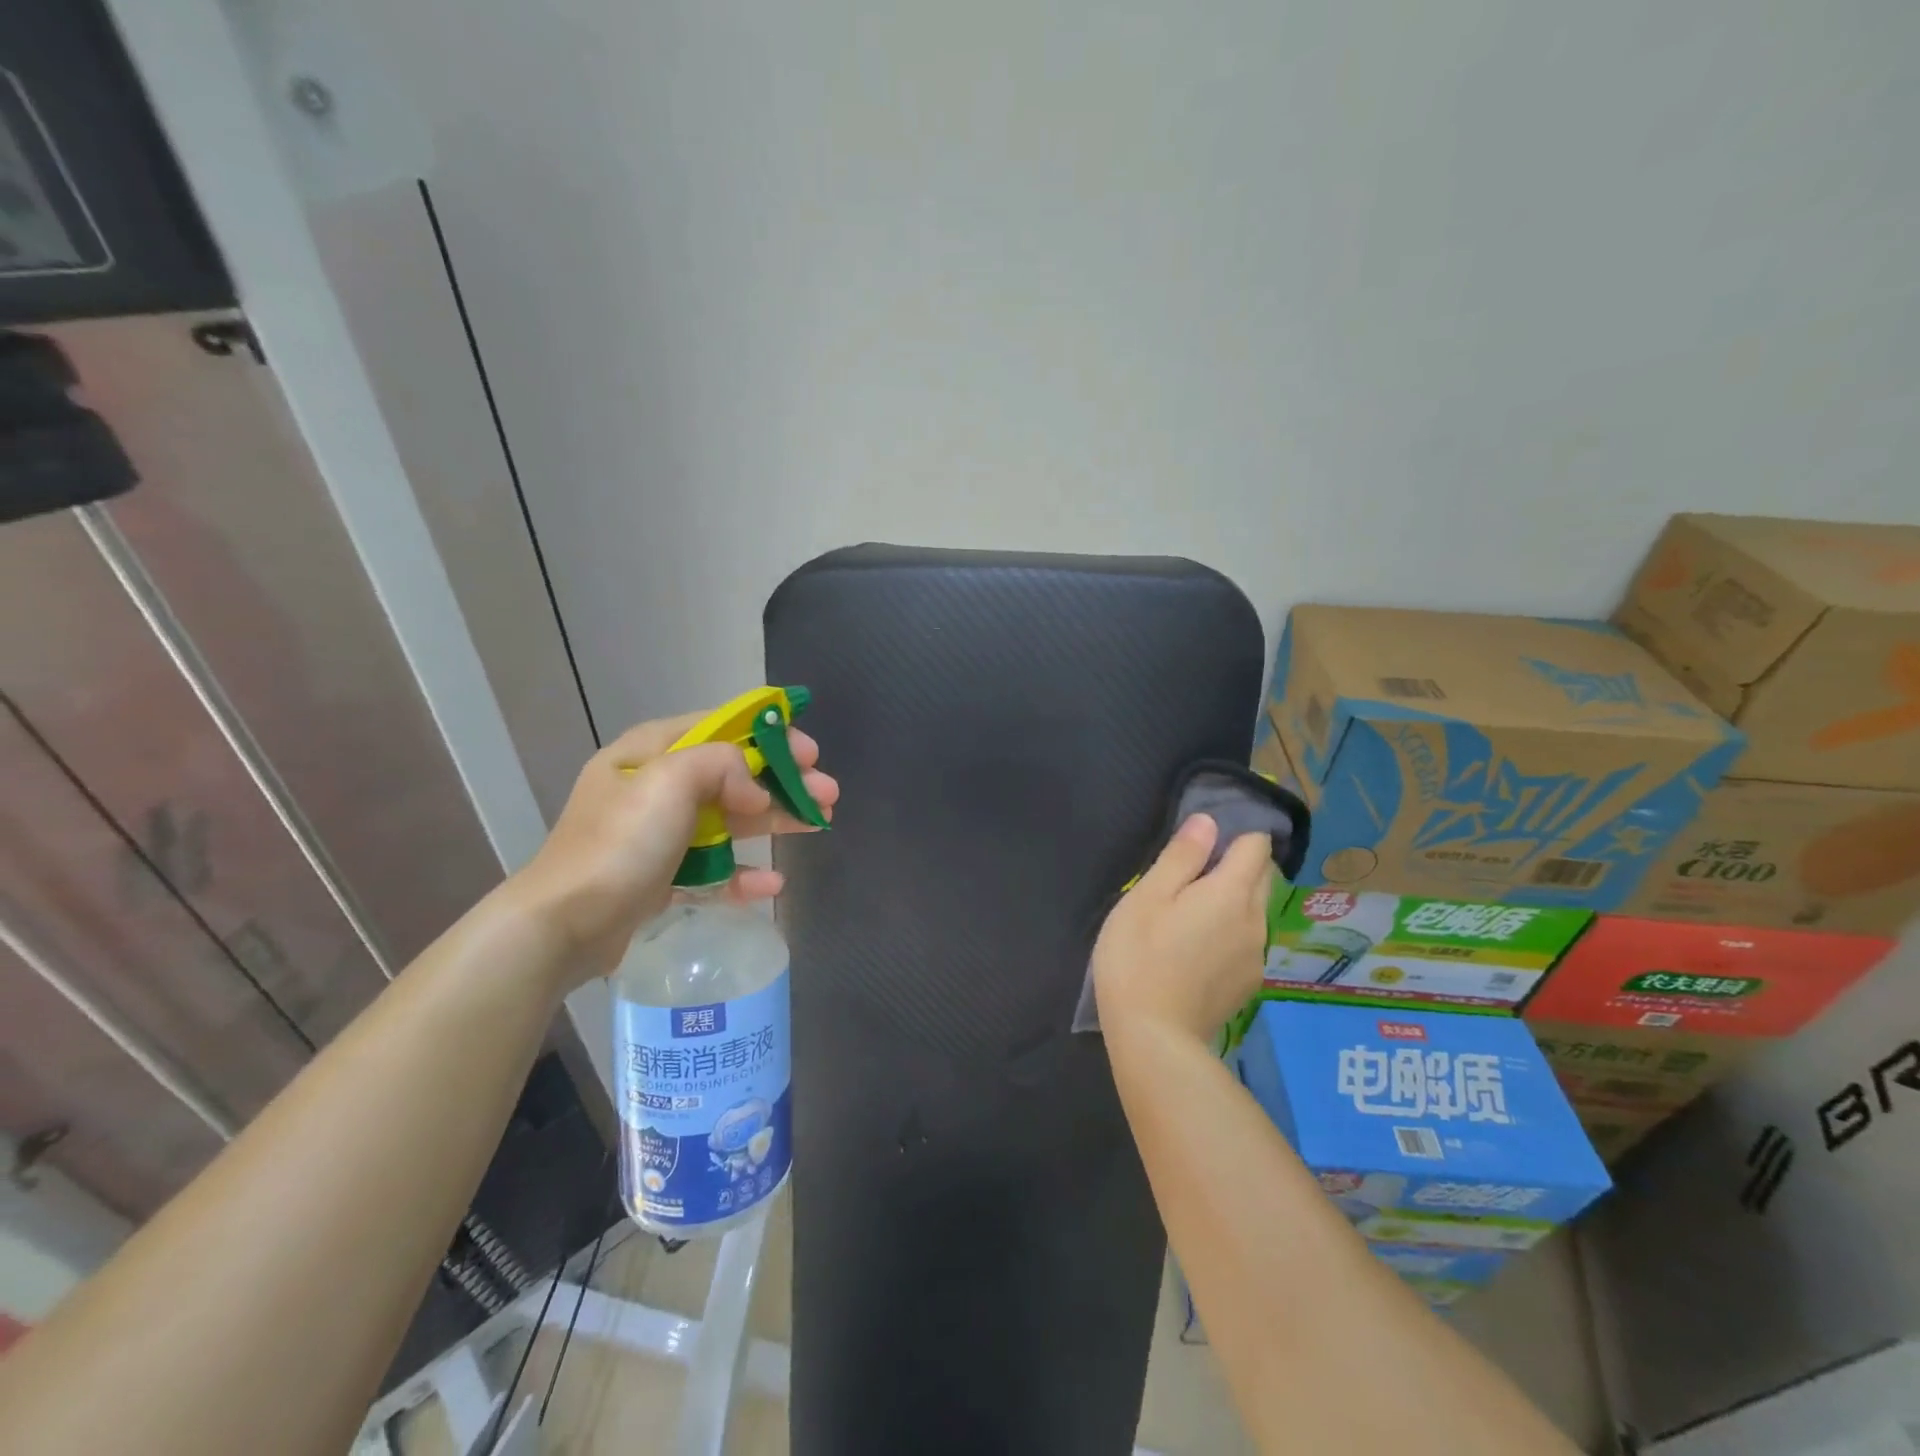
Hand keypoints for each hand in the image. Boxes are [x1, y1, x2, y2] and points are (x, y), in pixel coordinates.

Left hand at [510, 710, 838, 986]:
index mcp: (650, 753)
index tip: (810, 752)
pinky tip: (772, 883)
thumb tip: (753, 791)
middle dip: (784, 781)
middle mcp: (655, 787)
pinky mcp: (663, 877)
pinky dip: (744, 873)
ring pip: (731, 819)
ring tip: (819, 824)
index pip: (721, 728)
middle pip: (734, 775)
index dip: (770, 735)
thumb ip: (721, 765)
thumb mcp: (668, 781)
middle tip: (828, 793)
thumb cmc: (619, 844)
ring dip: (776, 821)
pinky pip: (714, 867)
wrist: (563, 925)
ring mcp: (660, 835)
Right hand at [1091, 815, 1270, 1043]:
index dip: (1233, 836)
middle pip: (1262, 876)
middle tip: (1189, 877)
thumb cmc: (1139, 956)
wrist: (1153, 1037)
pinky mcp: (1248, 985)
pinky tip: (1195, 952)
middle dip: (1236, 865)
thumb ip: (1181, 856)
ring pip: (1255, 910)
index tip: (1201, 845)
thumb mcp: (1148, 897)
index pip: (1256, 845)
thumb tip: (1208, 822)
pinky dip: (1230, 933)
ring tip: (1189, 917)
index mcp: (1232, 893)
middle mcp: (1257, 920)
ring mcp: (1256, 956)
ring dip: (1232, 902)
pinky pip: (1248, 941)